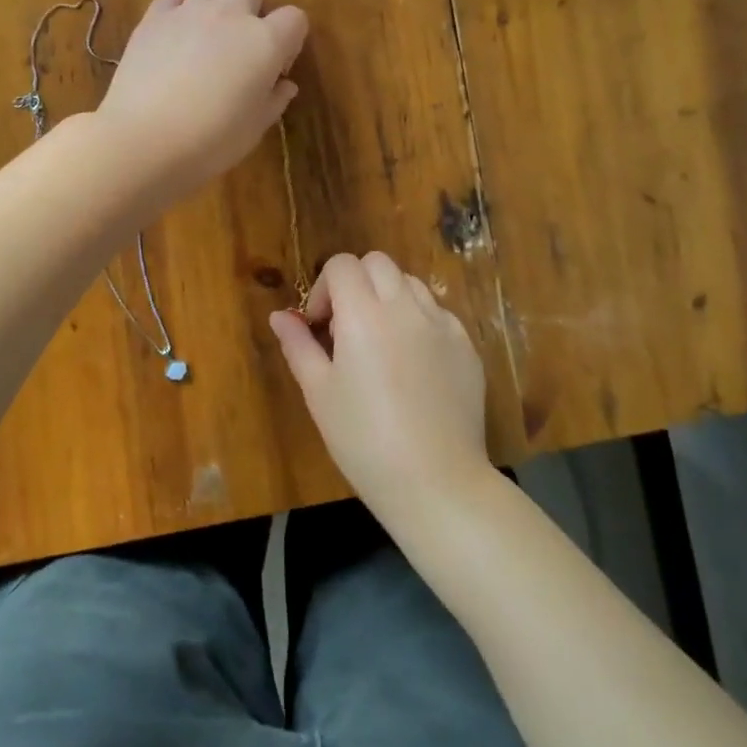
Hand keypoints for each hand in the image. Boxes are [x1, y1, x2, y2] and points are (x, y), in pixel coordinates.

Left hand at [95, 0, 307, 205]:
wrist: (143, 141)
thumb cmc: (210, 142)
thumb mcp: (254, 128)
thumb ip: (274, 100)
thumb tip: (283, 85)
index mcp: (265, 42)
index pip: (295, 17)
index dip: (291, 39)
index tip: (277, 67)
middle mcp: (230, 14)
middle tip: (248, 26)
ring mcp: (188, 12)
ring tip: (211, 28)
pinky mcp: (153, 19)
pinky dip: (178, 11)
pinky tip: (174, 37)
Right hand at [269, 251, 491, 522]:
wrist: (436, 483)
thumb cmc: (364, 440)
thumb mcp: (319, 393)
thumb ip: (298, 345)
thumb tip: (280, 316)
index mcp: (363, 314)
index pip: (342, 265)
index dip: (324, 287)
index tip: (320, 326)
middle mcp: (405, 307)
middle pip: (378, 263)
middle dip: (356, 283)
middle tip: (347, 327)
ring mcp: (442, 324)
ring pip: (410, 283)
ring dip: (389, 297)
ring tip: (381, 342)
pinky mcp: (466, 345)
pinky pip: (438, 313)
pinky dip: (419, 322)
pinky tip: (414, 364)